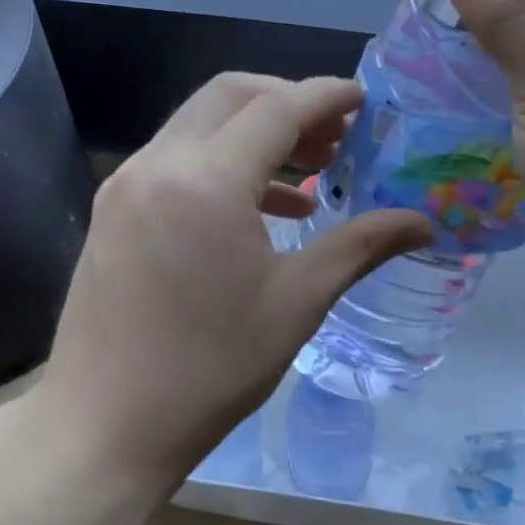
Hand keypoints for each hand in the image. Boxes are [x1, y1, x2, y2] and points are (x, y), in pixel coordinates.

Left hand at [32, 74, 431, 505]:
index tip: (364, 98)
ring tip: (308, 171)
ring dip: (255, 131)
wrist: (101, 428)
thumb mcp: (296, 303)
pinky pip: (176, 157)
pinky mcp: (113, 207)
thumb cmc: (209, 370)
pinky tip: (261, 208)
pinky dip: (222, 161)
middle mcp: (158, 163)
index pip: (277, 109)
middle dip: (288, 101)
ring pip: (200, 122)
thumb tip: (423, 223)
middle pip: (231, 96)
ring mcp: (127, 182)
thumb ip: (360, 246)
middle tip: (335, 136)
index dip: (326, 97)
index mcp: (205, 181)